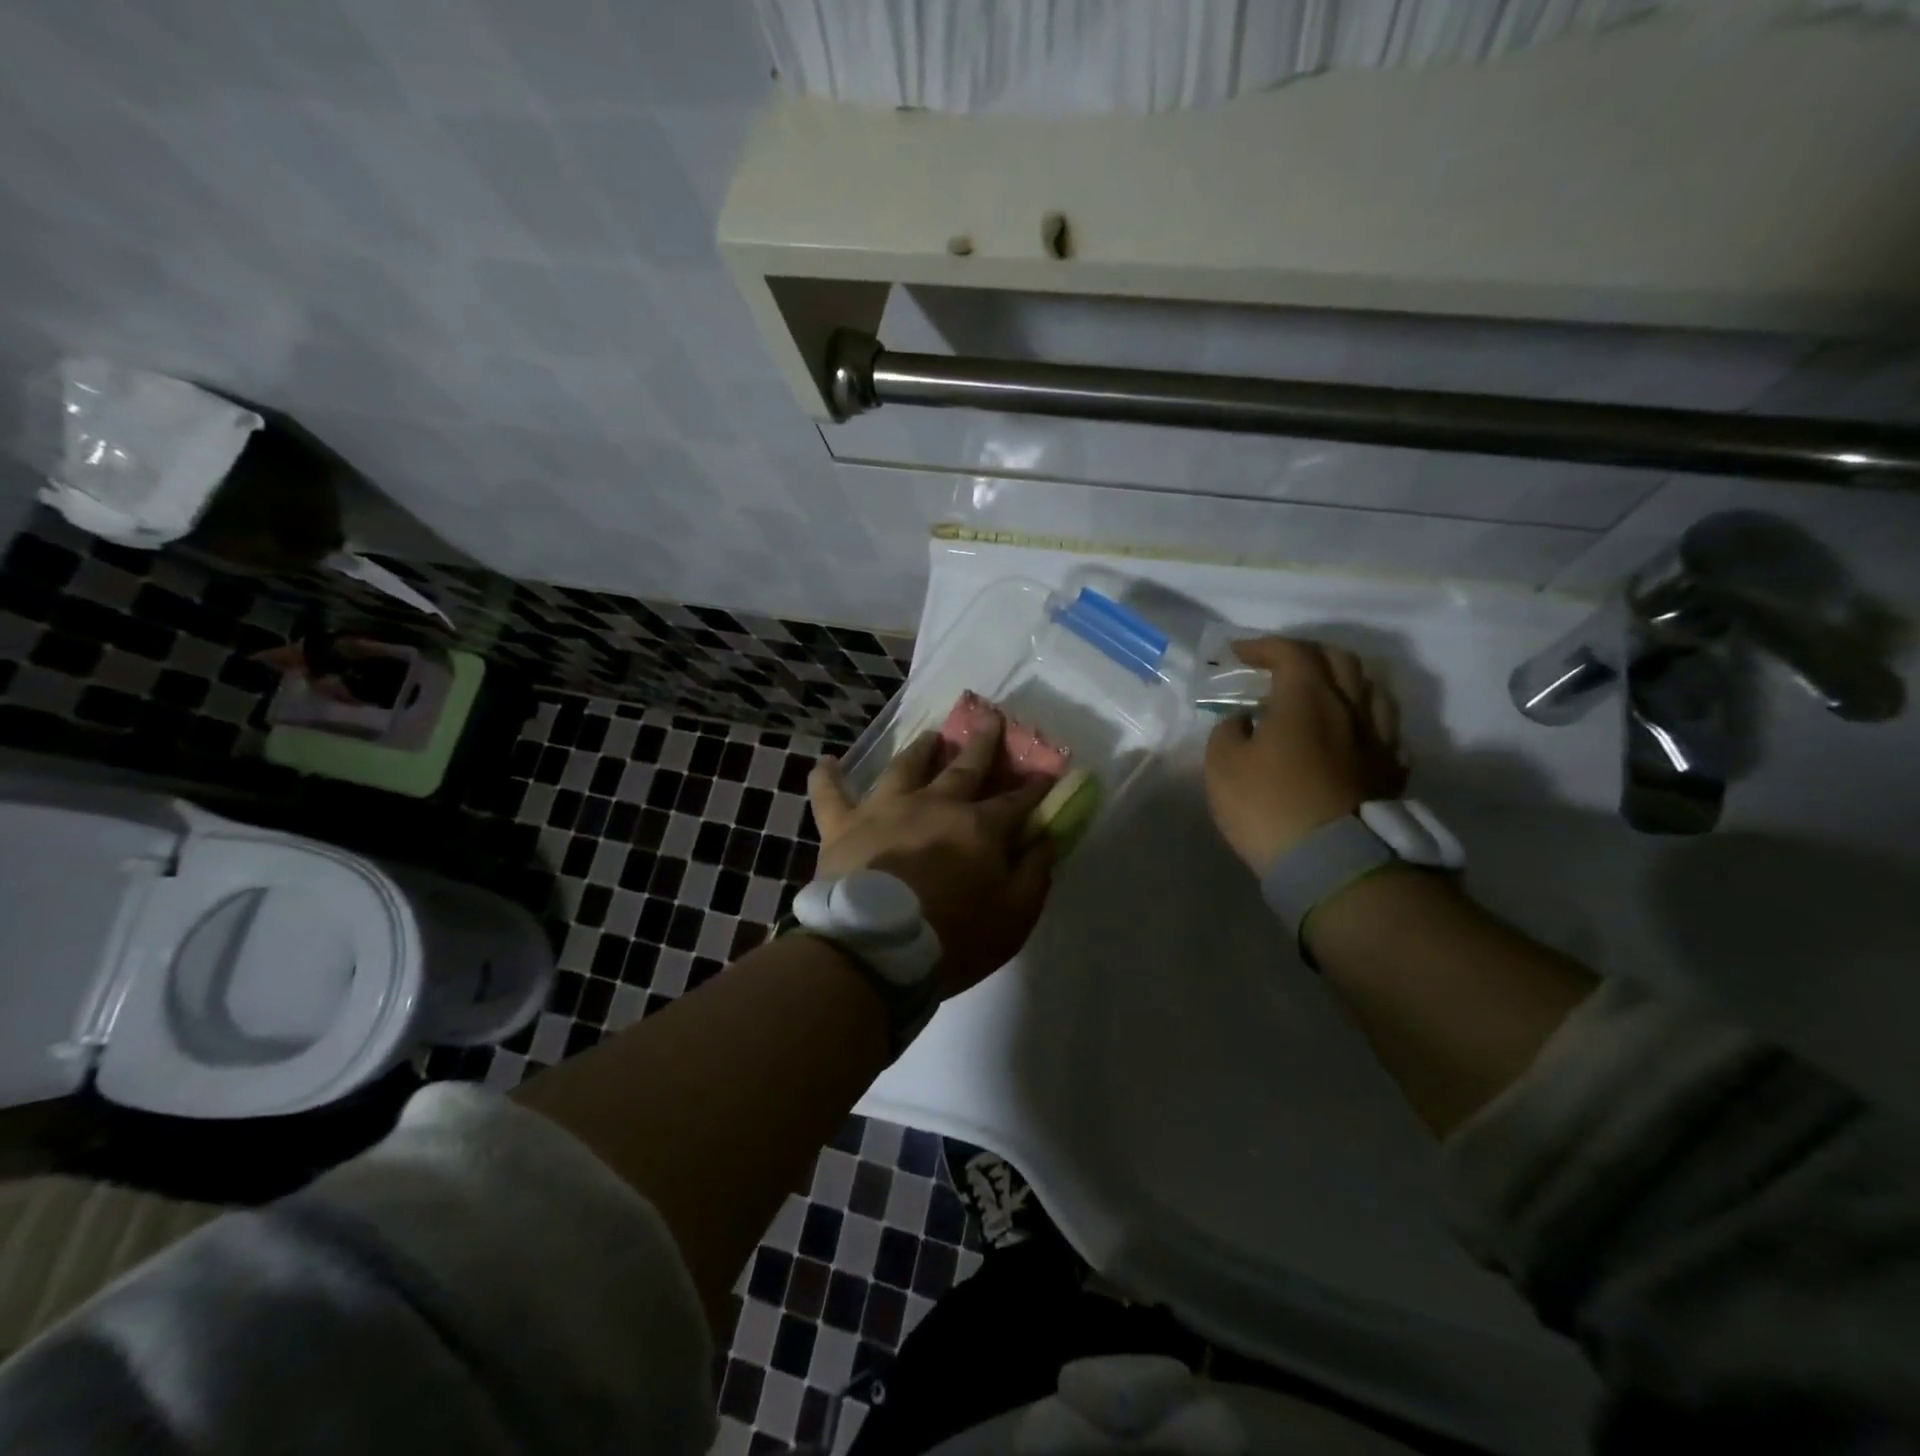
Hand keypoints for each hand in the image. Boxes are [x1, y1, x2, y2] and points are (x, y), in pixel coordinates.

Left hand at [808, 711, 1055, 999]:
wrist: (876, 948)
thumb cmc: (953, 938)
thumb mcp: (1014, 917)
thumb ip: (1034, 874)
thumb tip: (1046, 838)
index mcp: (978, 827)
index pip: (1015, 800)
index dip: (1034, 787)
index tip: (1046, 772)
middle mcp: (934, 804)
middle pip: (965, 767)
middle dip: (982, 743)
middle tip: (990, 719)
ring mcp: (885, 809)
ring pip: (904, 767)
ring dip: (919, 750)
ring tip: (929, 736)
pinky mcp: (843, 825)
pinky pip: (830, 795)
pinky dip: (826, 778)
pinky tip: (825, 763)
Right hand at [1204, 637, 1406, 872]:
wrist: (1334, 862)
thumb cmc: (1269, 806)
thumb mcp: (1222, 766)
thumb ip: (1228, 732)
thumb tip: (1244, 721)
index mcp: (1307, 698)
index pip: (1291, 652)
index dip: (1263, 646)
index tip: (1238, 654)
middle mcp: (1350, 708)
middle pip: (1340, 661)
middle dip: (1307, 655)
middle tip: (1281, 666)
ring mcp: (1379, 740)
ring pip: (1373, 690)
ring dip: (1346, 681)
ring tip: (1325, 692)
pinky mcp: (1392, 772)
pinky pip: (1387, 731)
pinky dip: (1367, 720)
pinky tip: (1355, 733)